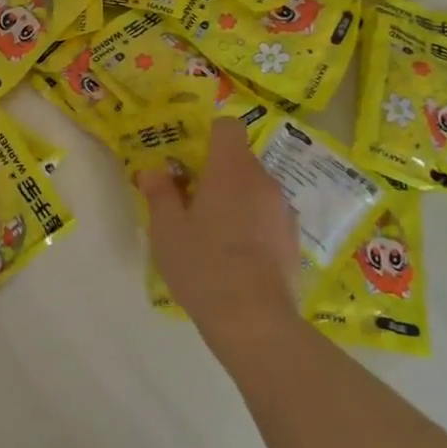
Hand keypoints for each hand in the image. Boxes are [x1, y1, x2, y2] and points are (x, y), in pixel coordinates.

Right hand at [137, 117, 302, 357]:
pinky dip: (253, 224)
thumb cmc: (203, 265)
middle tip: (190, 201)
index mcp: (231, 170)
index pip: (228, 127)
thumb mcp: (167, 229)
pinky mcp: (293, 239)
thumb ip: (160, 194)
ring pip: (255, 190)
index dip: (208, 135)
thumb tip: (153, 172)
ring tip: (213, 233)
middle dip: (216, 173)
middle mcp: (263, 181)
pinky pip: (268, 216)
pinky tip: (236, 256)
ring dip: (235, 200)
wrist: (254, 320)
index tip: (189, 160)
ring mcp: (283, 210)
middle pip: (240, 160)